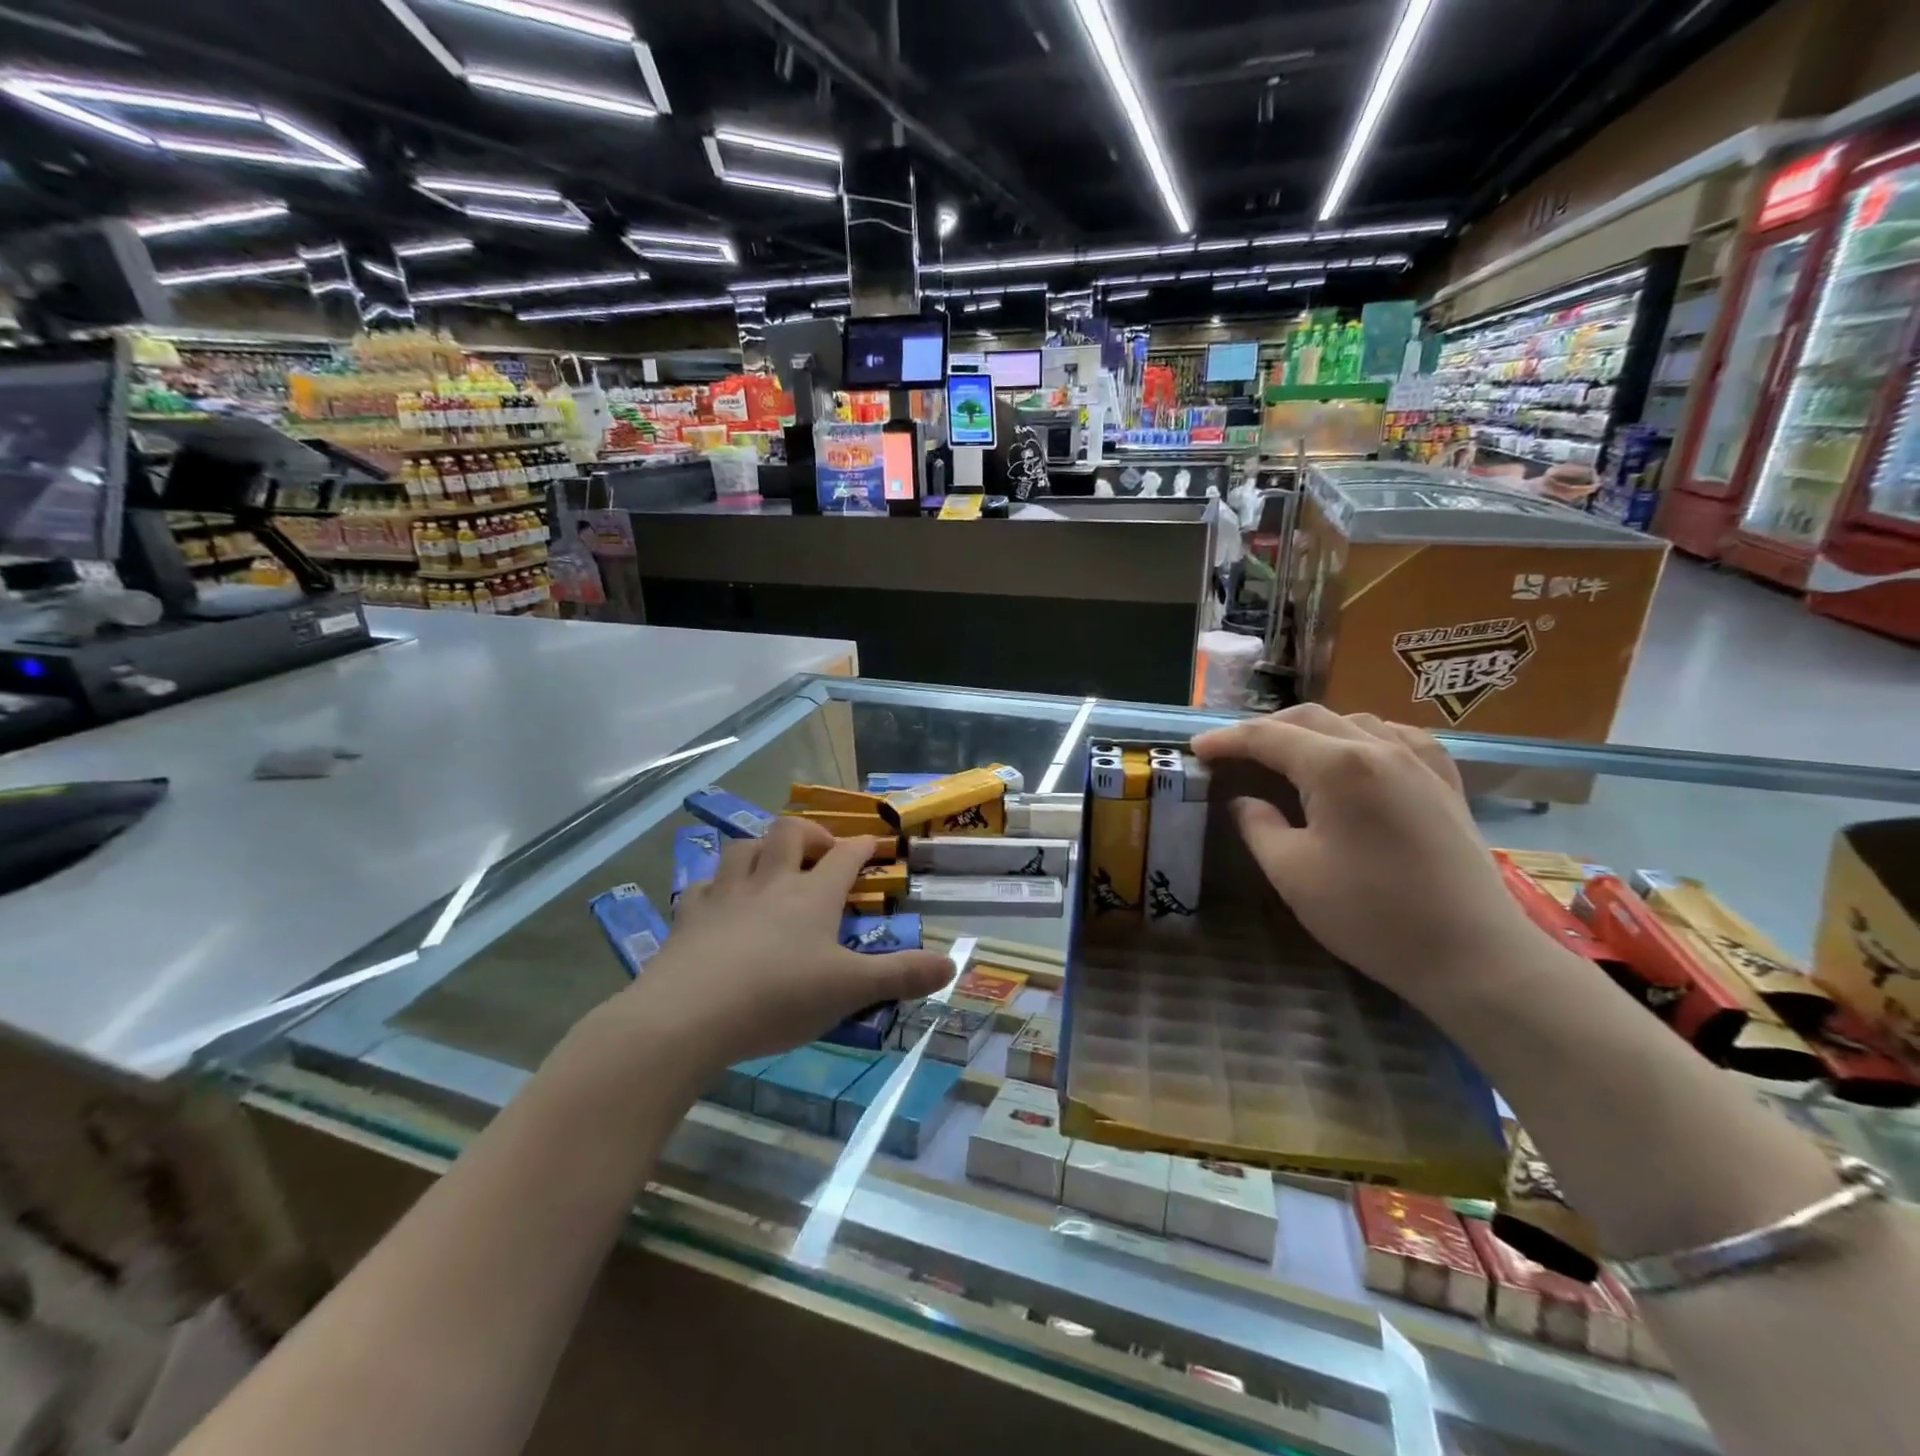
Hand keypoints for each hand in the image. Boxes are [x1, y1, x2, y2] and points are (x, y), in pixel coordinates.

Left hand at [620, 818, 951, 1071]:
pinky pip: (703, 885)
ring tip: (772, 865)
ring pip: (743, 848)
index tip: (875, 844)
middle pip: (789, 833)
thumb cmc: (778, 997)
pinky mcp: (689, 916)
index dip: (863, 846)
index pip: (845, 856)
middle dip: (810, 833)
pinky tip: (719, 900)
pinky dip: (716, 885)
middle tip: (821, 853)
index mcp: (812, 895)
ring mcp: (726, 895)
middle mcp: (770, 882)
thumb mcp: (850, 990)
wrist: (689, 1016)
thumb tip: (952, 965)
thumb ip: (901, 975)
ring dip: (761, 848)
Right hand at [1191, 705, 1541, 1012]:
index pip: (1268, 737)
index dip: (1227, 740)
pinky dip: (1362, 737)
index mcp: (1337, 767)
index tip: (1197, 750)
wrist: (1472, 954)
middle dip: (1263, 729)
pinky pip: (1397, 737)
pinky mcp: (1445, 782)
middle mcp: (1379, 748)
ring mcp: (1420, 761)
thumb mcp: (1293, 873)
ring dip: (1310, 730)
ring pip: (1353, 721)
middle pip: (1309, 718)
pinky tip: (1356, 755)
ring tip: (1286, 754)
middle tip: (1233, 752)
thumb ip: (1258, 826)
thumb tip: (1243, 801)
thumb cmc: (1371, 915)